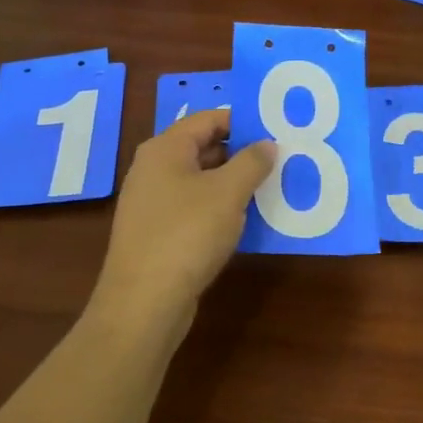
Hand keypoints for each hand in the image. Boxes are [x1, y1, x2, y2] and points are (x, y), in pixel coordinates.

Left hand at [86, 110, 274, 333]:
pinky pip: (193, 208)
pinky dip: (218, 208)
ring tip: (270, 187)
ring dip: (232, 183)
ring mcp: (152, 203)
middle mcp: (153, 169)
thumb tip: (267, 143)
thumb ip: (252, 162)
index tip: (276, 129)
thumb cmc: (187, 234)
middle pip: (203, 148)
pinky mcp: (156, 233)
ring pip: (200, 181)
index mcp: (165, 149)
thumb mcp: (228, 193)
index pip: (208, 119)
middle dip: (240, 153)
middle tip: (279, 158)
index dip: (242, 121)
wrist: (143, 303)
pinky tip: (245, 221)